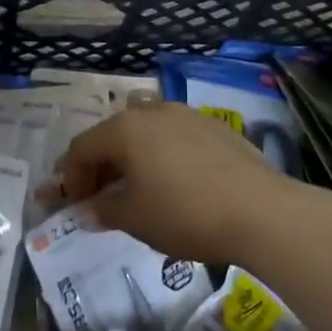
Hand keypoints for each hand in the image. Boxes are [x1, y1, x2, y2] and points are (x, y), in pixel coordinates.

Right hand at [57, 101, 291, 267]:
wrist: (260, 212)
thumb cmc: (184, 213)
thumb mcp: (134, 219)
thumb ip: (103, 211)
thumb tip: (89, 210)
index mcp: (124, 129)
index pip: (81, 148)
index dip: (70, 178)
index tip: (73, 205)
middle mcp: (152, 111)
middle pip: (112, 135)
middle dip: (100, 167)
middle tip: (99, 198)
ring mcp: (187, 115)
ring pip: (146, 133)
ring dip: (132, 158)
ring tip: (137, 189)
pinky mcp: (217, 128)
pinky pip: (175, 138)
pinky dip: (163, 156)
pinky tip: (175, 183)